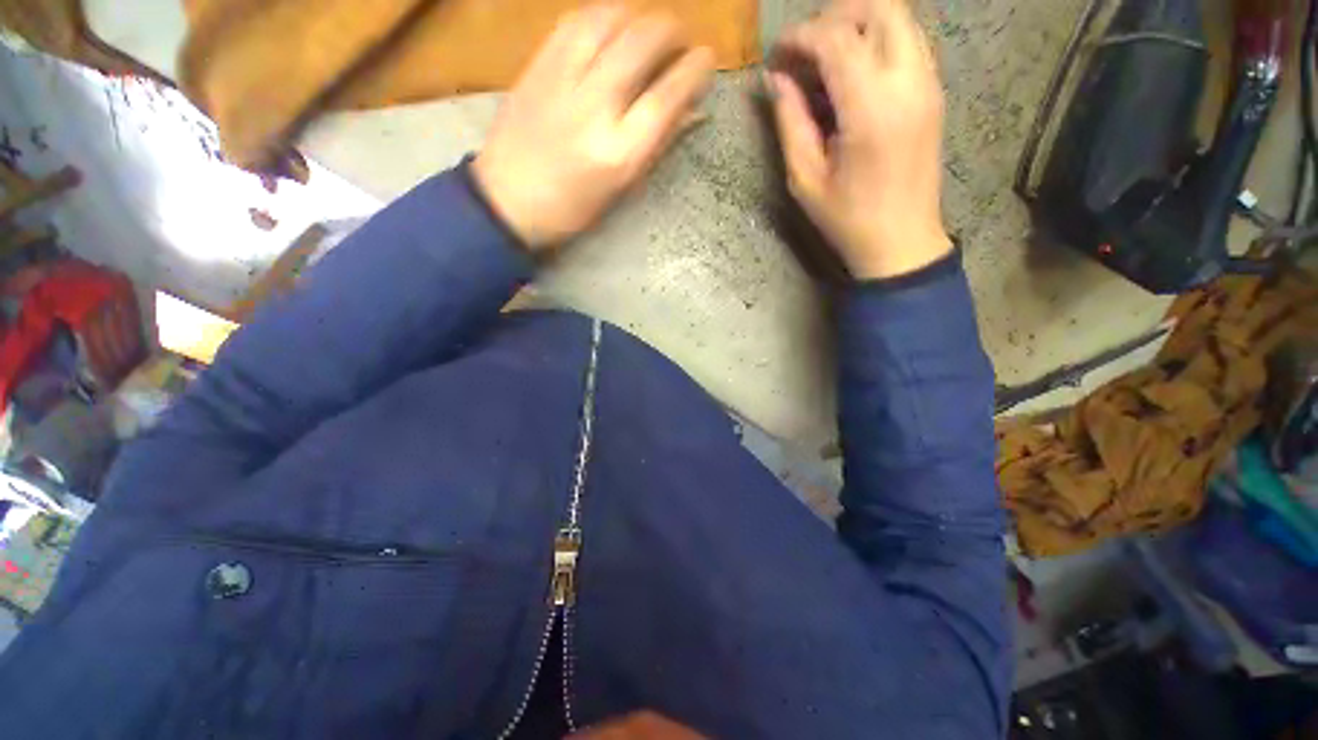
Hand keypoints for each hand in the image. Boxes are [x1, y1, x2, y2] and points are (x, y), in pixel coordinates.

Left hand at [474, 6, 715, 250]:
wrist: (508, 200)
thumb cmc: (573, 208)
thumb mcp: (622, 187)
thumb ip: (656, 144)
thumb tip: (691, 110)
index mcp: (620, 152)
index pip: (668, 96)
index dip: (694, 69)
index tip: (706, 59)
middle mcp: (595, 108)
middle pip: (642, 43)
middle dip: (671, 30)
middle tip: (681, 38)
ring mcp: (562, 80)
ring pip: (609, 19)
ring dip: (638, 13)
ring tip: (648, 25)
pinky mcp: (537, 65)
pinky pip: (574, 20)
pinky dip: (601, 13)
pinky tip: (612, 23)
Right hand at [768, 0, 951, 279]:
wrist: (901, 241)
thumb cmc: (847, 219)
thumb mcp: (806, 178)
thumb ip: (791, 121)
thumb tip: (776, 80)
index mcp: (871, 109)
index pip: (837, 39)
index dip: (800, 37)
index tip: (776, 54)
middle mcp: (909, 82)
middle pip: (881, 8)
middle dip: (835, 16)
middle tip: (805, 49)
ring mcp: (928, 84)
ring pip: (899, 19)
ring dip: (859, 25)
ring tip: (825, 58)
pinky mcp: (934, 93)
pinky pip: (909, 42)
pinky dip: (877, 41)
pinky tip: (853, 73)